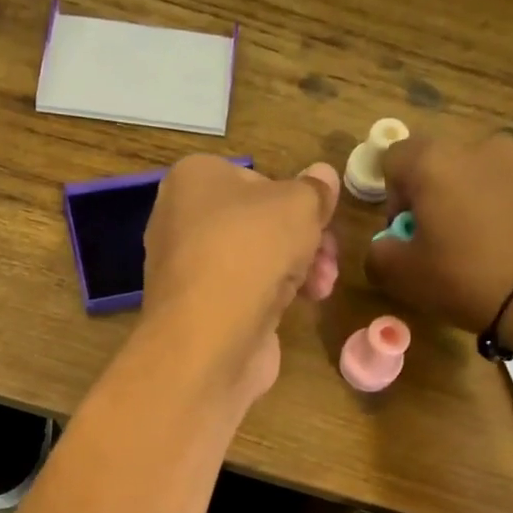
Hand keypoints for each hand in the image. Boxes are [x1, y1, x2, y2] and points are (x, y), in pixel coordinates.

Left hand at [142, 155, 340, 403]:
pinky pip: (246, 291)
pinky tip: (305, 303)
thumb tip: (323, 174)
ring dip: (299, 268)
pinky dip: (276, 295)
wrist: (210, 338)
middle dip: (303, 239)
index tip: (321, 217)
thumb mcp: (299, 205)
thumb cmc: (250, 251)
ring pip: (255, 259)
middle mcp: (182, 219)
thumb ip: (315, 190)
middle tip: (330, 255)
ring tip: (323, 285)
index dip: (293, 197)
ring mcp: (189, 268)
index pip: (253, 178)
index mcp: (194, 179)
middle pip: (258, 222)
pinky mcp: (201, 309)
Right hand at [365, 133, 512, 334]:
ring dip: (464, 199)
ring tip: (474, 242)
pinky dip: (496, 206)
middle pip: (435, 163)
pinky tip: (502, 242)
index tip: (405, 232)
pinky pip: (505, 185)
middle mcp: (474, 145)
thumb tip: (386, 244)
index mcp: (432, 161)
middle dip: (429, 196)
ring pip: (473, 173)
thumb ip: (378, 253)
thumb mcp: (401, 275)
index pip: (393, 159)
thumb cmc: (463, 276)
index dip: (391, 196)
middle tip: (436, 240)